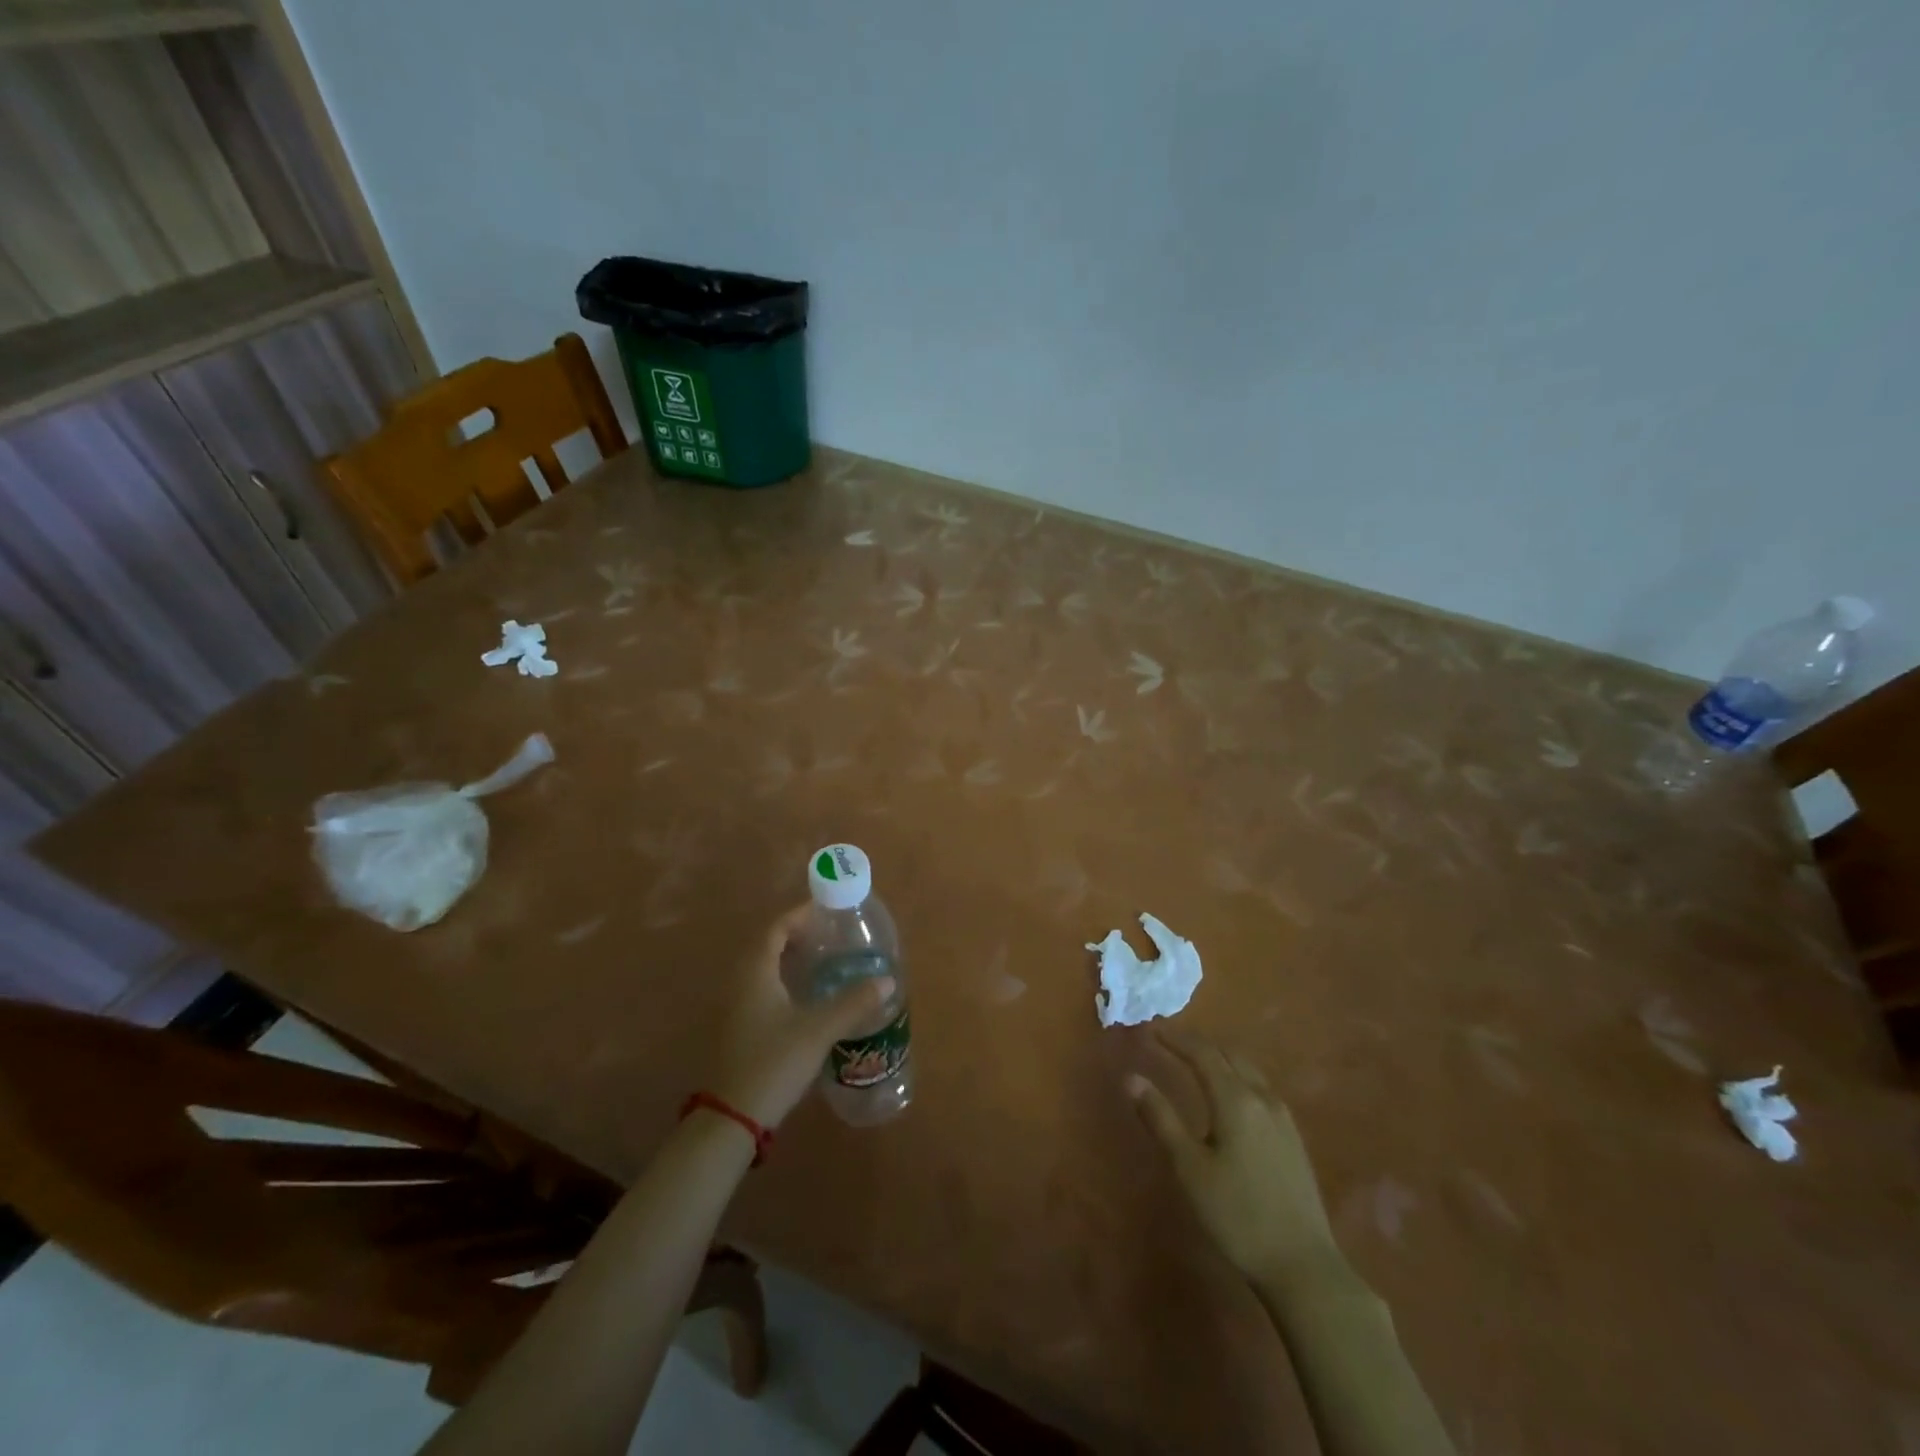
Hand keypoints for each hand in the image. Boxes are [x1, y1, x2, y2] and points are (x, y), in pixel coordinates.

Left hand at [711, 905, 893, 1128]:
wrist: (732, 1117)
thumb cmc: (773, 1062)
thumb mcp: (818, 1030)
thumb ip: (853, 1003)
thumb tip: (887, 980)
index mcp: (756, 972)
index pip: (775, 929)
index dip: (800, 916)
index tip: (827, 912)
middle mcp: (741, 982)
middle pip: (768, 945)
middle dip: (798, 936)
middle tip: (831, 936)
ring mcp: (736, 1007)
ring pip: (764, 969)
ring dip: (791, 960)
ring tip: (825, 961)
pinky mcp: (740, 1028)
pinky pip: (763, 989)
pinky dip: (785, 981)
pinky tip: (808, 997)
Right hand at [1129, 1032, 1340, 1287]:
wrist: (1304, 1267)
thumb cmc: (1237, 1215)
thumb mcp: (1189, 1168)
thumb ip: (1160, 1118)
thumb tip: (1131, 1078)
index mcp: (1235, 1099)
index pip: (1201, 1052)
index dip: (1174, 1037)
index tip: (1149, 1028)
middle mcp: (1262, 1097)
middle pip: (1227, 1054)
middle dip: (1196, 1043)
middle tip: (1167, 1040)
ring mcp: (1282, 1117)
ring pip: (1247, 1069)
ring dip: (1218, 1057)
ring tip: (1193, 1060)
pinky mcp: (1292, 1138)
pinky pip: (1259, 1087)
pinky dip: (1236, 1075)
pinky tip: (1228, 1095)